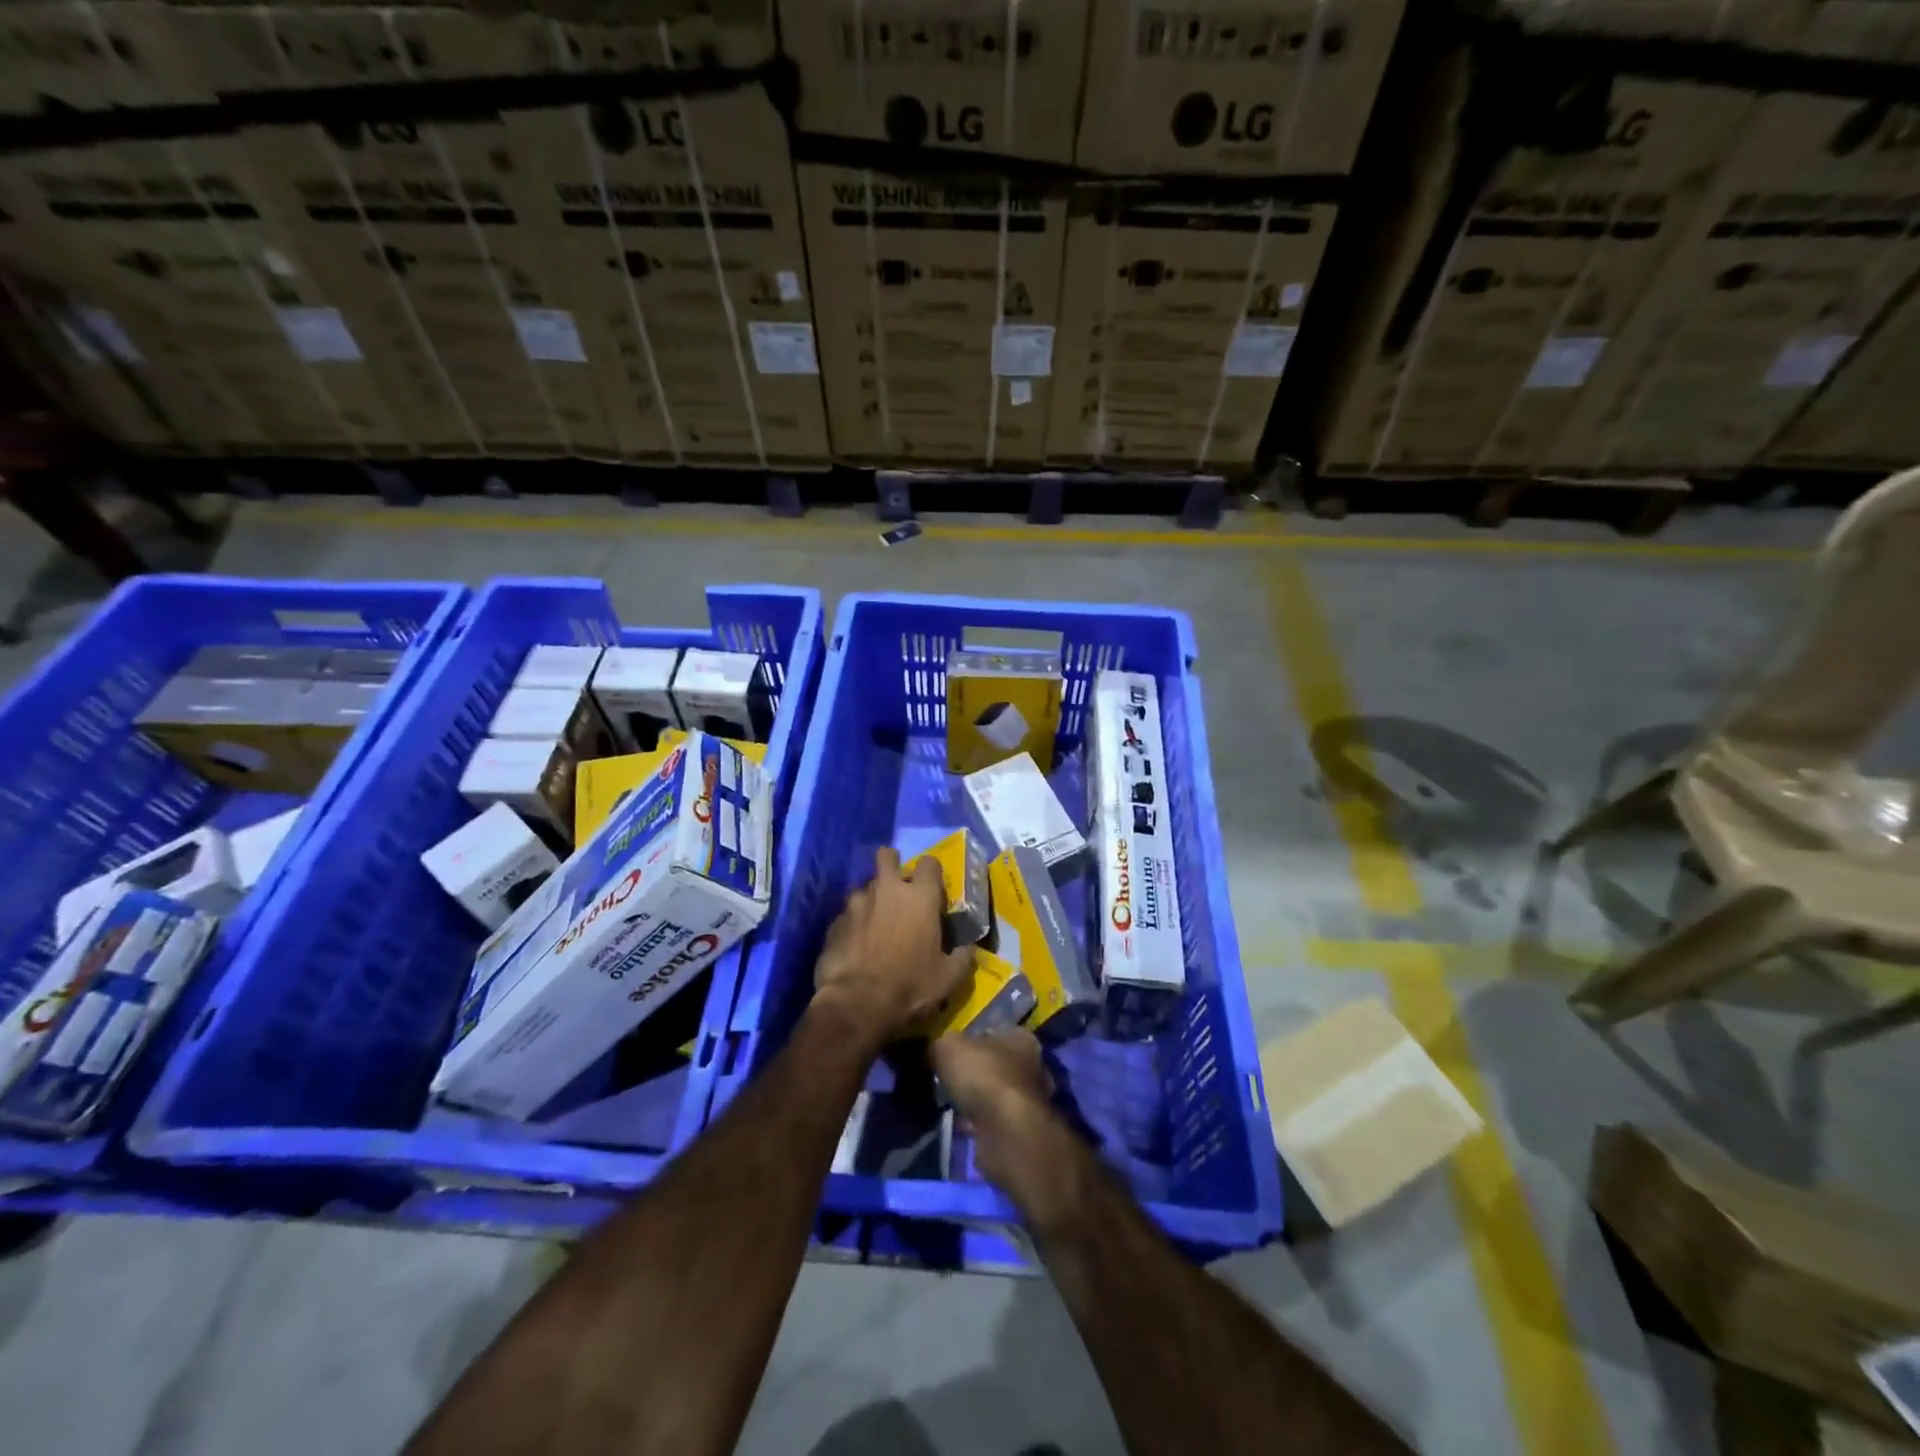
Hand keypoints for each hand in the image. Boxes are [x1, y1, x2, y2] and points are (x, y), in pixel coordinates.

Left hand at [813, 847, 972, 1046]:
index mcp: (920, 897)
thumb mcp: (949, 978)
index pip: (929, 863)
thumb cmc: (910, 986)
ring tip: (875, 924)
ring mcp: (856, 903)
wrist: (856, 1004)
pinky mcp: (835, 922)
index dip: (932, 873)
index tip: (932, 889)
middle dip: (892, 863)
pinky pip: (847, 914)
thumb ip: (963, 957)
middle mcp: (887, 890)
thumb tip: (968, 949)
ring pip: (865, 887)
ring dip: (872, 899)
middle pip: (887, 856)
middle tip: (897, 886)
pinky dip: (854, 924)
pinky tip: (856, 945)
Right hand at [930, 1030, 1058, 1190]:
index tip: (951, 1054)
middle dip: (975, 1074)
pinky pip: (994, 1122)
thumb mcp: (949, 1047)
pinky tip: (961, 1127)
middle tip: (949, 1081)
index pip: (994, 1033)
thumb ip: (943, 1044)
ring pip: (996, 1095)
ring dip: (977, 1101)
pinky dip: (979, 1124)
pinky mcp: (1023, 1131)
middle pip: (997, 1065)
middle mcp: (1033, 1066)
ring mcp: (1031, 1101)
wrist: (1006, 1132)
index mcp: (1021, 1038)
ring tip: (951, 1106)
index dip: (971, 1041)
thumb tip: (940, 1051)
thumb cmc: (984, 1076)